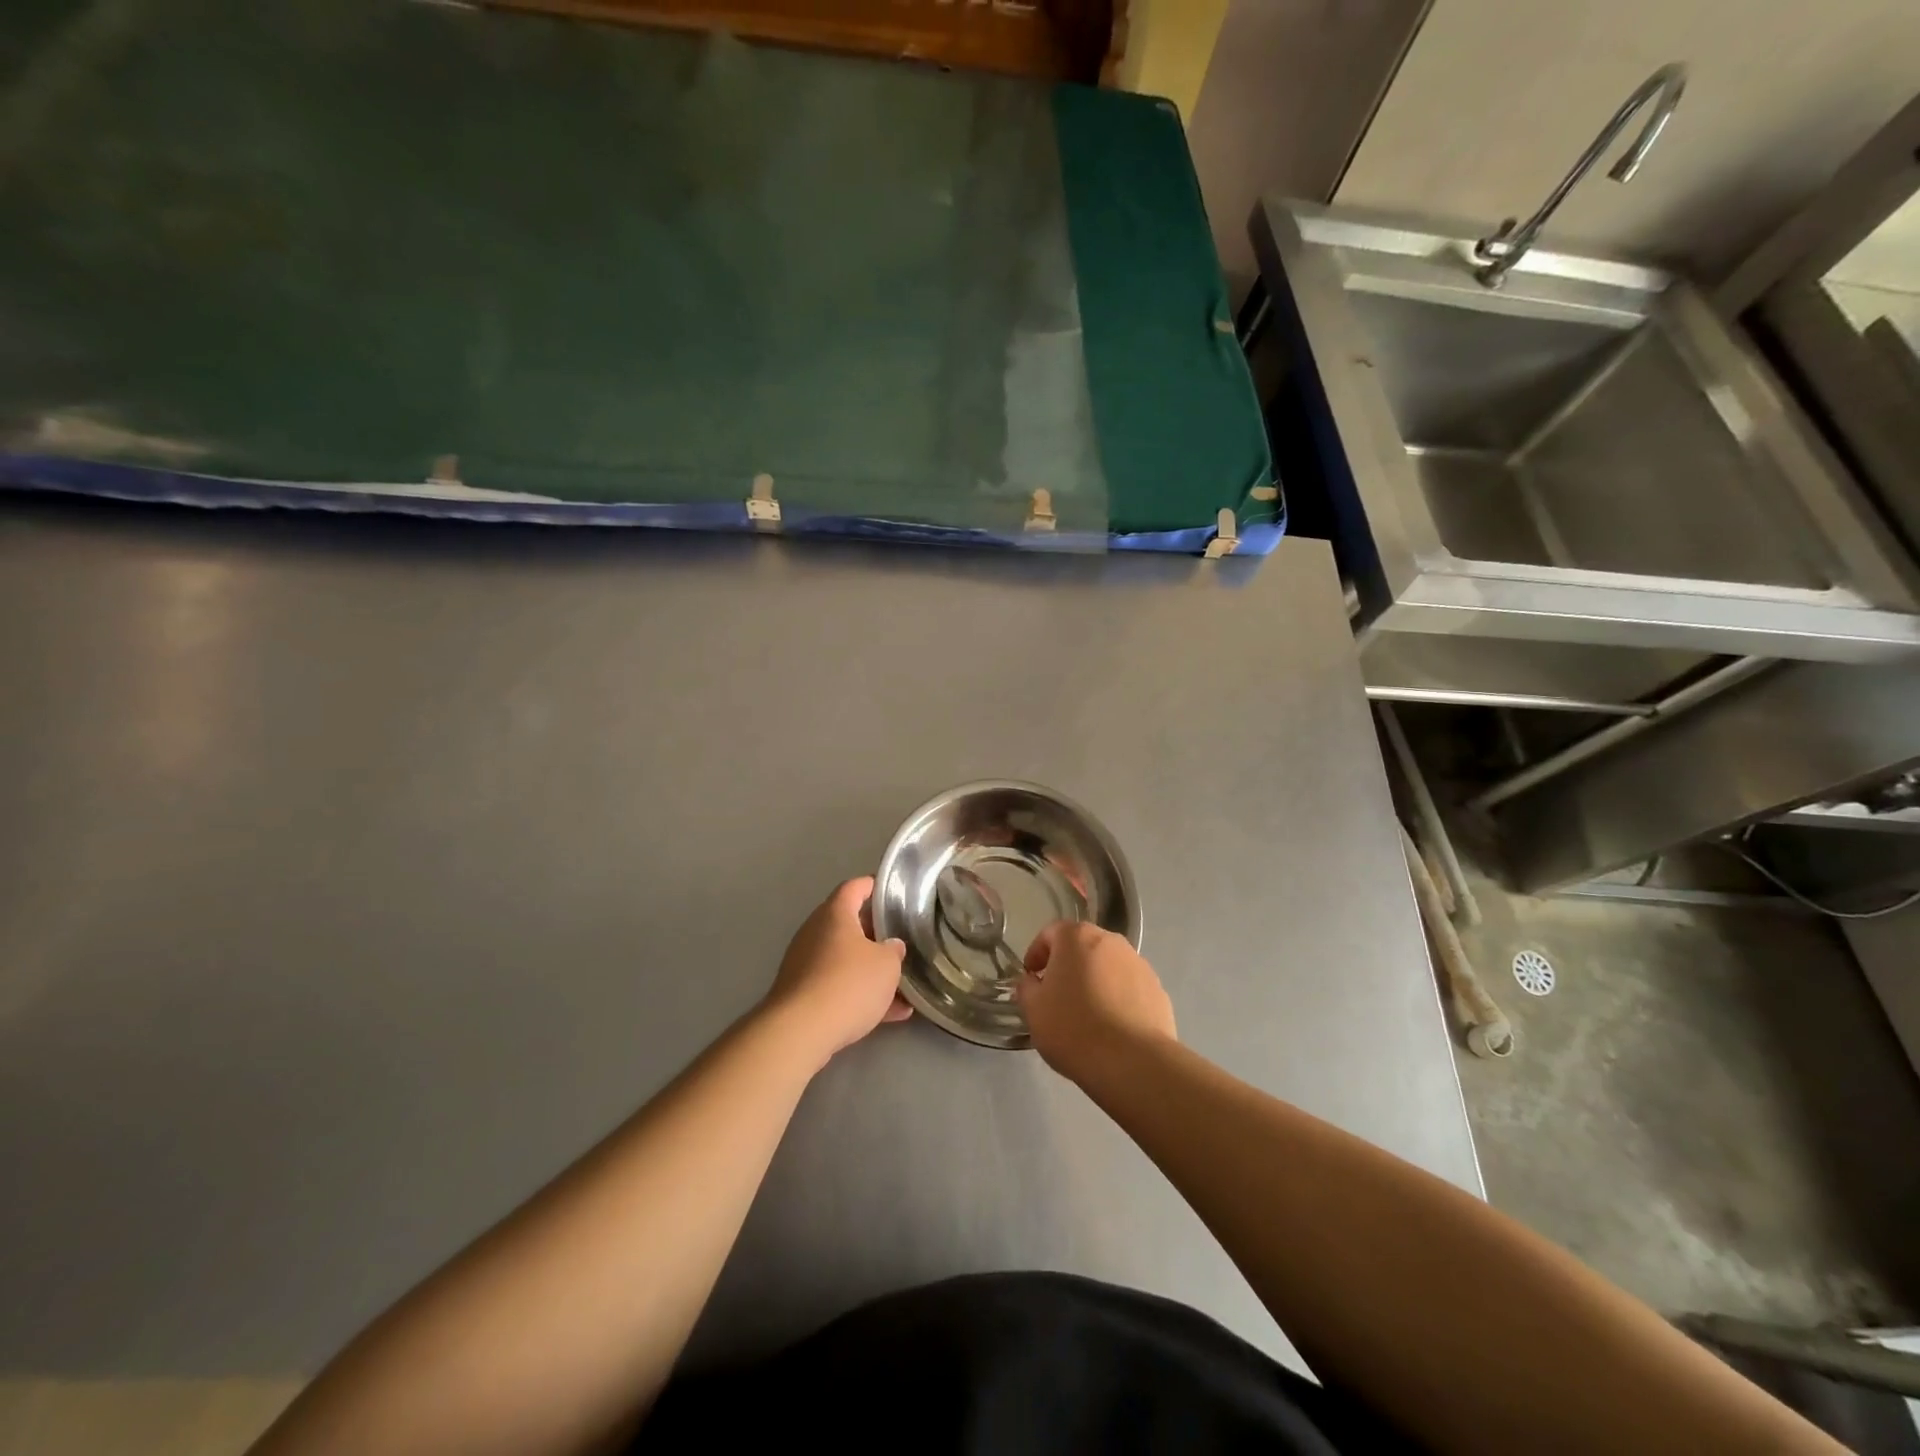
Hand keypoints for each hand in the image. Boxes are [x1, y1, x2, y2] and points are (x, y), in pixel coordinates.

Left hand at [765, 877, 911, 1064]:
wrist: (800, 1031)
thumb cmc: (848, 984)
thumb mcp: (887, 965)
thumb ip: (894, 951)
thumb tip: (891, 946)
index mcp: (835, 914)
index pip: (854, 887)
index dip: (873, 886)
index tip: (890, 891)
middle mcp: (815, 932)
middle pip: (848, 924)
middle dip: (875, 933)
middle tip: (900, 940)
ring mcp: (805, 964)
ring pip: (845, 960)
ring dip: (870, 970)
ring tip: (902, 985)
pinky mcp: (802, 994)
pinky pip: (837, 987)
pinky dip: (860, 995)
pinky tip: (890, 1014)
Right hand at [1015, 922, 1175, 1086]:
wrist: (1133, 1062)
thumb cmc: (1073, 1028)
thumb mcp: (1033, 1010)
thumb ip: (1026, 987)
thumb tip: (1032, 981)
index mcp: (1077, 937)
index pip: (1050, 933)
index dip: (1036, 954)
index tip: (1031, 979)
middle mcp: (1111, 941)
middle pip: (1082, 947)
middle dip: (1068, 966)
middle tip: (1057, 996)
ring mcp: (1139, 964)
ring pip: (1108, 967)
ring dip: (1095, 981)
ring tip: (1087, 1015)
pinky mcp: (1158, 990)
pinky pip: (1129, 988)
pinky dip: (1118, 999)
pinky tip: (1112, 1028)